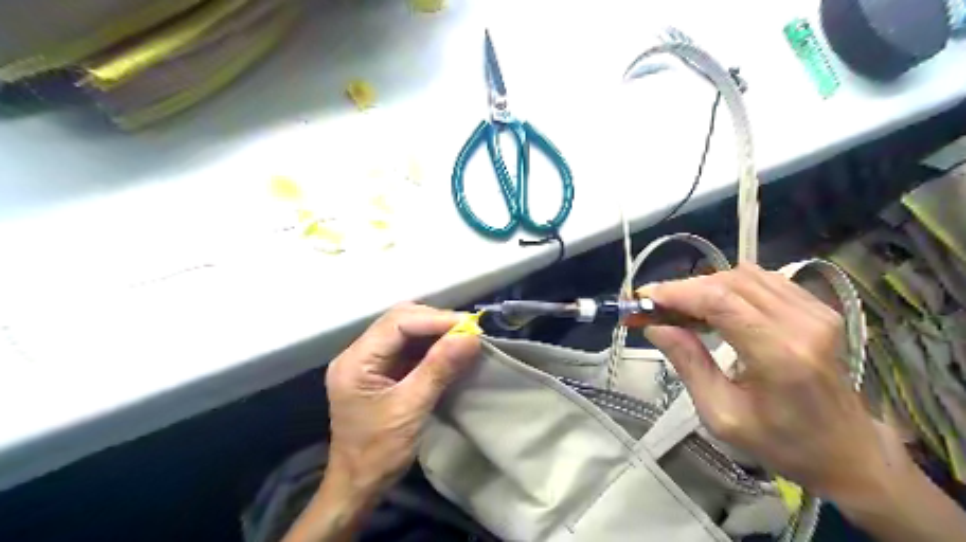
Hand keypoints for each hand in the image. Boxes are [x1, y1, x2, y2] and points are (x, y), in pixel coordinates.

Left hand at [325, 305, 477, 499]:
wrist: (358, 485)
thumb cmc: (379, 452)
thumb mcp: (411, 409)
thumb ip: (439, 369)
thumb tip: (470, 337)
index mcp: (356, 361)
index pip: (397, 323)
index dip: (434, 319)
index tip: (469, 325)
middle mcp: (358, 353)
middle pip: (399, 320)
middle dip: (435, 321)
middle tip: (468, 330)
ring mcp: (368, 361)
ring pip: (405, 330)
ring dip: (435, 331)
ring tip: (463, 337)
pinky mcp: (380, 370)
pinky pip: (407, 346)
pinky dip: (430, 345)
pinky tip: (449, 349)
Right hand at [640, 264, 897, 500]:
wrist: (848, 451)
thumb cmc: (782, 443)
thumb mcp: (721, 415)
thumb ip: (688, 364)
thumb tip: (654, 326)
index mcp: (780, 355)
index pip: (720, 301)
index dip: (676, 292)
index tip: (643, 298)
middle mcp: (802, 323)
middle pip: (729, 282)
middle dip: (684, 289)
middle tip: (654, 307)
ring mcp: (816, 311)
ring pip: (744, 275)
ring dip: (705, 286)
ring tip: (681, 309)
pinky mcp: (818, 308)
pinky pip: (763, 280)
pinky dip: (729, 286)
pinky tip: (715, 306)